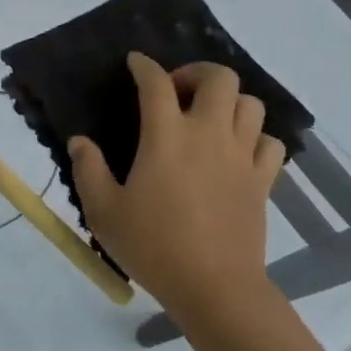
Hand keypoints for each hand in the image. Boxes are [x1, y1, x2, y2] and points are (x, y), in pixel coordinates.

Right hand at [68, 53, 283, 318]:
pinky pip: (270, 142)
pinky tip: (238, 151)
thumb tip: (80, 141)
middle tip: (178, 92)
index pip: (156, 83)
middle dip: (197, 73)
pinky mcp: (262, 180)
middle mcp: (208, 134)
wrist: (214, 287)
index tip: (136, 63)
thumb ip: (89, 170)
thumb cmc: (154, 247)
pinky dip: (256, 137)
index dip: (144, 66)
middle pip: (219, 78)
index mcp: (166, 137)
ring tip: (209, 118)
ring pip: (250, 104)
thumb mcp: (104, 212)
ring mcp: (241, 155)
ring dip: (228, 101)